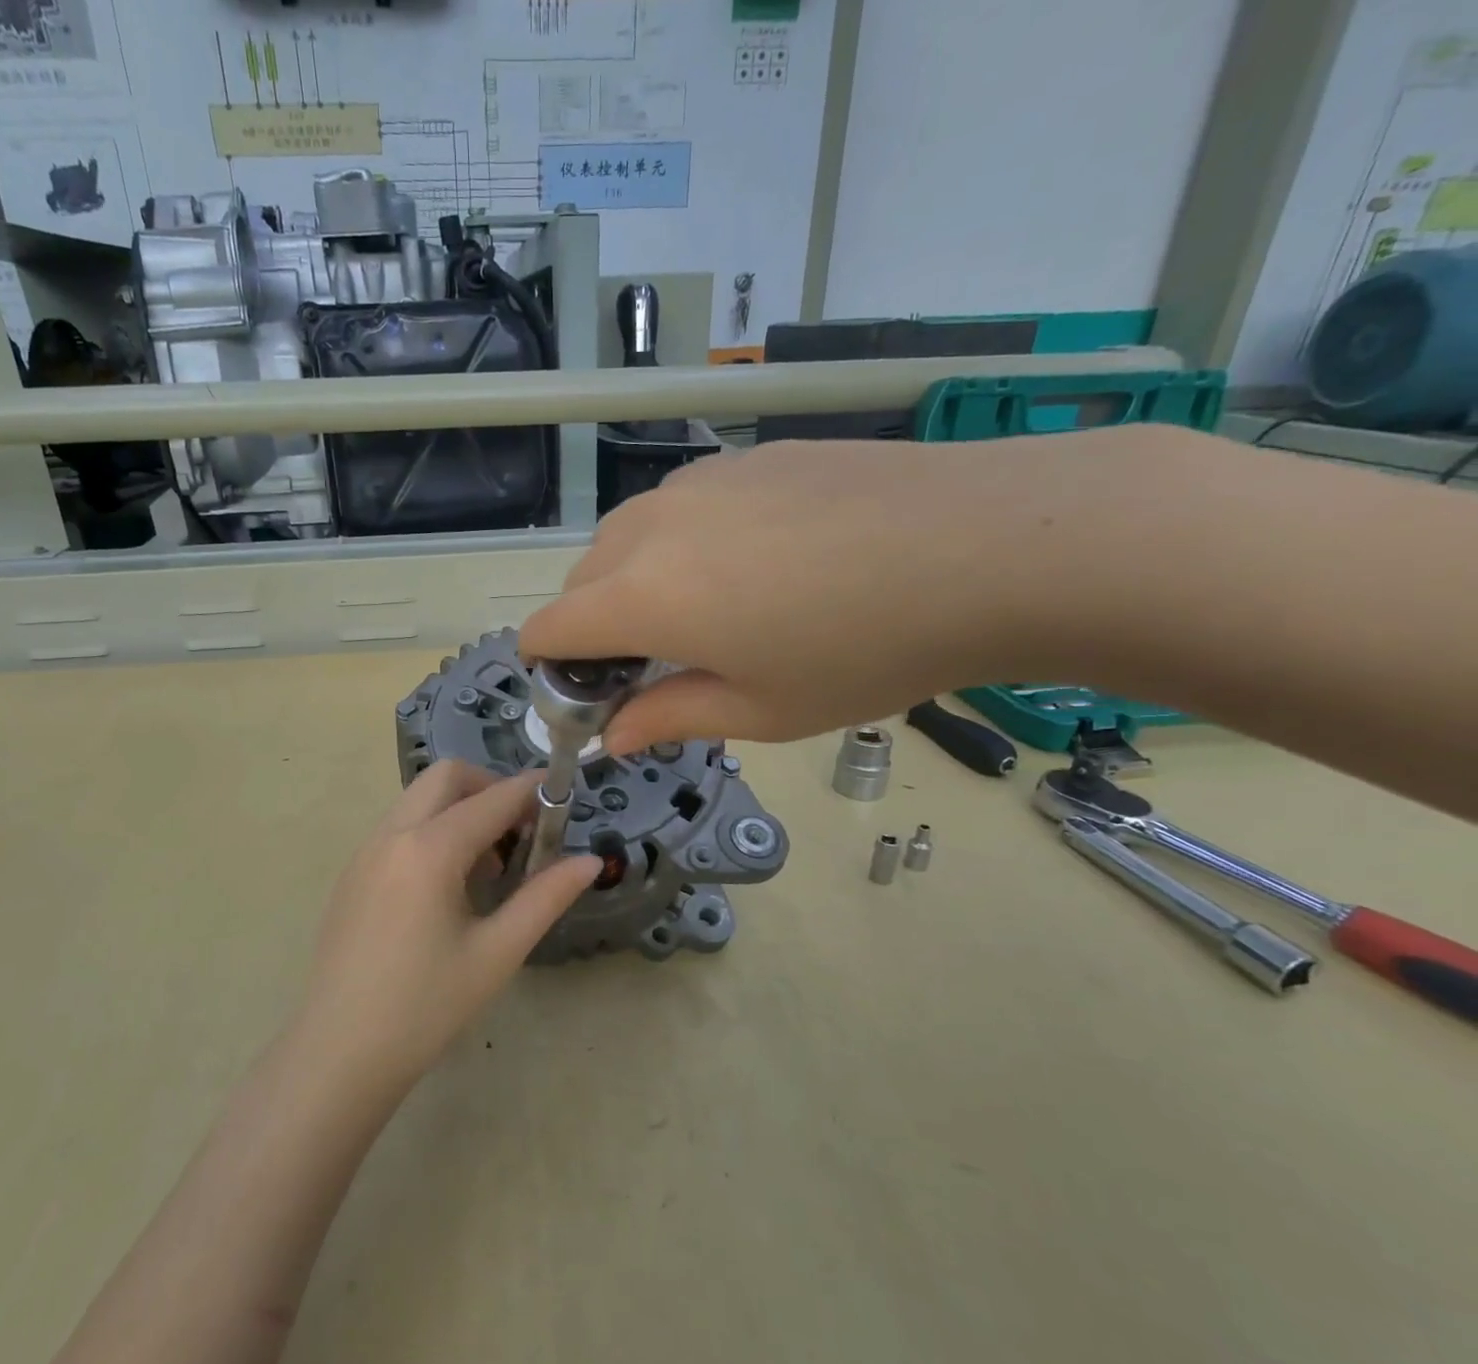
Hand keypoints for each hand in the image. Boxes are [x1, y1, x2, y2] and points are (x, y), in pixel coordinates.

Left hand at [297, 760, 600, 1087]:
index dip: (533, 791)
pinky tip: (448, 885)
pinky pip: (399, 826)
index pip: (493, 799)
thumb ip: (546, 897)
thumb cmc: (425, 1007)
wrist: (339, 1053)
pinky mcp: (352, 872)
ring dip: (460, 809)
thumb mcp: (497, 952)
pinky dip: (432, 829)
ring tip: (489, 866)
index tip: (565, 797)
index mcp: (429, 850)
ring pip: (419, 798)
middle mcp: (391, 835)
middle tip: (522, 831)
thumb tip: (590, 861)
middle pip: (447, 777)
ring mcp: (364, 851)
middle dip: (491, 787)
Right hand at [519, 427, 1204, 754]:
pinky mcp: (745, 457)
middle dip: (594, 629)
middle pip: (579, 582)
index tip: (591, 696)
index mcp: (641, 596)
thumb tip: (613, 735)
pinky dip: (681, 543)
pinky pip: (679, 507)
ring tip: (710, 613)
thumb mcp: (761, 710)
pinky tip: (757, 564)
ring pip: (625, 538)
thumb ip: (669, 717)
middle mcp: (650, 528)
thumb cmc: (862, 651)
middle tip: (658, 665)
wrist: (988, 545)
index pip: (547, 629)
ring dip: (634, 582)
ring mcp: (698, 482)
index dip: (551, 669)